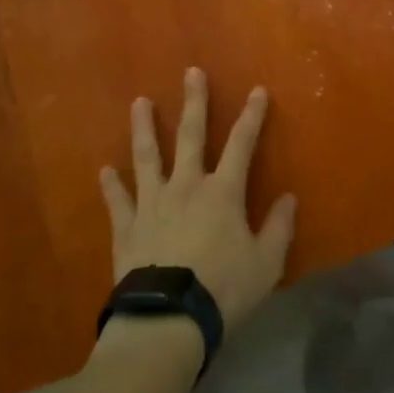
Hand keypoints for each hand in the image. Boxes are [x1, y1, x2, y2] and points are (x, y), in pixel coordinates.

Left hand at [100, 67, 297, 335]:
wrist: (167, 320)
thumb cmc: (223, 289)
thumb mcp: (266, 263)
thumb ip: (278, 228)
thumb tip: (289, 198)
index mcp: (222, 192)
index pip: (241, 143)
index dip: (252, 115)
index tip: (257, 90)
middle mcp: (186, 186)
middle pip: (190, 135)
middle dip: (193, 102)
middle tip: (191, 72)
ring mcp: (152, 203)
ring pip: (147, 157)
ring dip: (144, 128)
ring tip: (139, 102)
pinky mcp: (127, 227)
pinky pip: (118, 200)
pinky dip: (111, 185)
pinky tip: (104, 170)